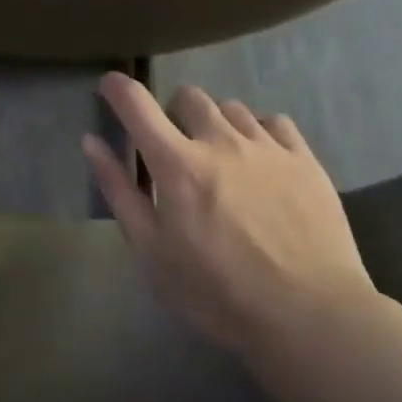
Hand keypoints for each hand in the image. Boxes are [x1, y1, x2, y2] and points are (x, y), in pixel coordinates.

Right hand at [82, 72, 376, 356]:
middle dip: (172, 112)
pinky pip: (274, 122)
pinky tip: (260, 160)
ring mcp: (267, 146)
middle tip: (174, 147)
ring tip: (219, 157)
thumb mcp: (152, 251)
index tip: (108, 86)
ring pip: (231, 107)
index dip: (117, 89)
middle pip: (188, 97)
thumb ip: (119, 191)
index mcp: (177, 164)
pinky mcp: (304, 159)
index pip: (137, 106)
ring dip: (214, 123)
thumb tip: (91, 142)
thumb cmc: (216, 292)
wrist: (309, 316)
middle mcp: (220, 141)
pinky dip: (257, 132)